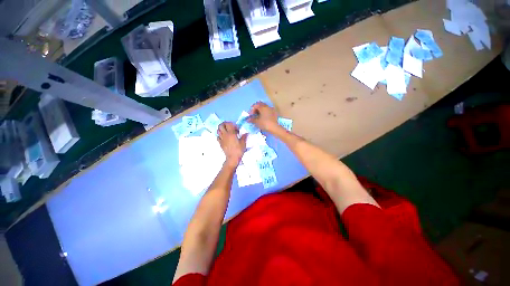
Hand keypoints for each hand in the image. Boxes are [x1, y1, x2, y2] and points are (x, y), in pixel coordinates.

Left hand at [217, 122, 246, 166]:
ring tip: (227, 132)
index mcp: (231, 133)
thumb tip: (246, 133)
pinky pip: (218, 137)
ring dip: (222, 129)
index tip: (236, 128)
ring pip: (218, 130)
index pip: (228, 124)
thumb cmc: (239, 150)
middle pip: (220, 125)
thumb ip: (244, 137)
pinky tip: (224, 138)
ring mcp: (221, 139)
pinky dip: (220, 135)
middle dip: (225, 124)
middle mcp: (225, 135)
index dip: (232, 124)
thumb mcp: (243, 143)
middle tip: (229, 127)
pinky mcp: (220, 143)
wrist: (232, 158)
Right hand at [248, 102, 279, 132]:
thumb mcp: (257, 122)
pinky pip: (268, 111)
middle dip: (256, 109)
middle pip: (260, 105)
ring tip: (258, 117)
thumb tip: (247, 119)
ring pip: (264, 108)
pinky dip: (265, 113)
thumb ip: (252, 119)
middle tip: (254, 115)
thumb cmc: (264, 123)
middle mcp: (267, 106)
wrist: (274, 128)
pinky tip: (264, 118)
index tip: (250, 115)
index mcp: (262, 107)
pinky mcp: (274, 113)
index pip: (255, 105)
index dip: (251, 110)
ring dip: (260, 111)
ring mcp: (271, 109)